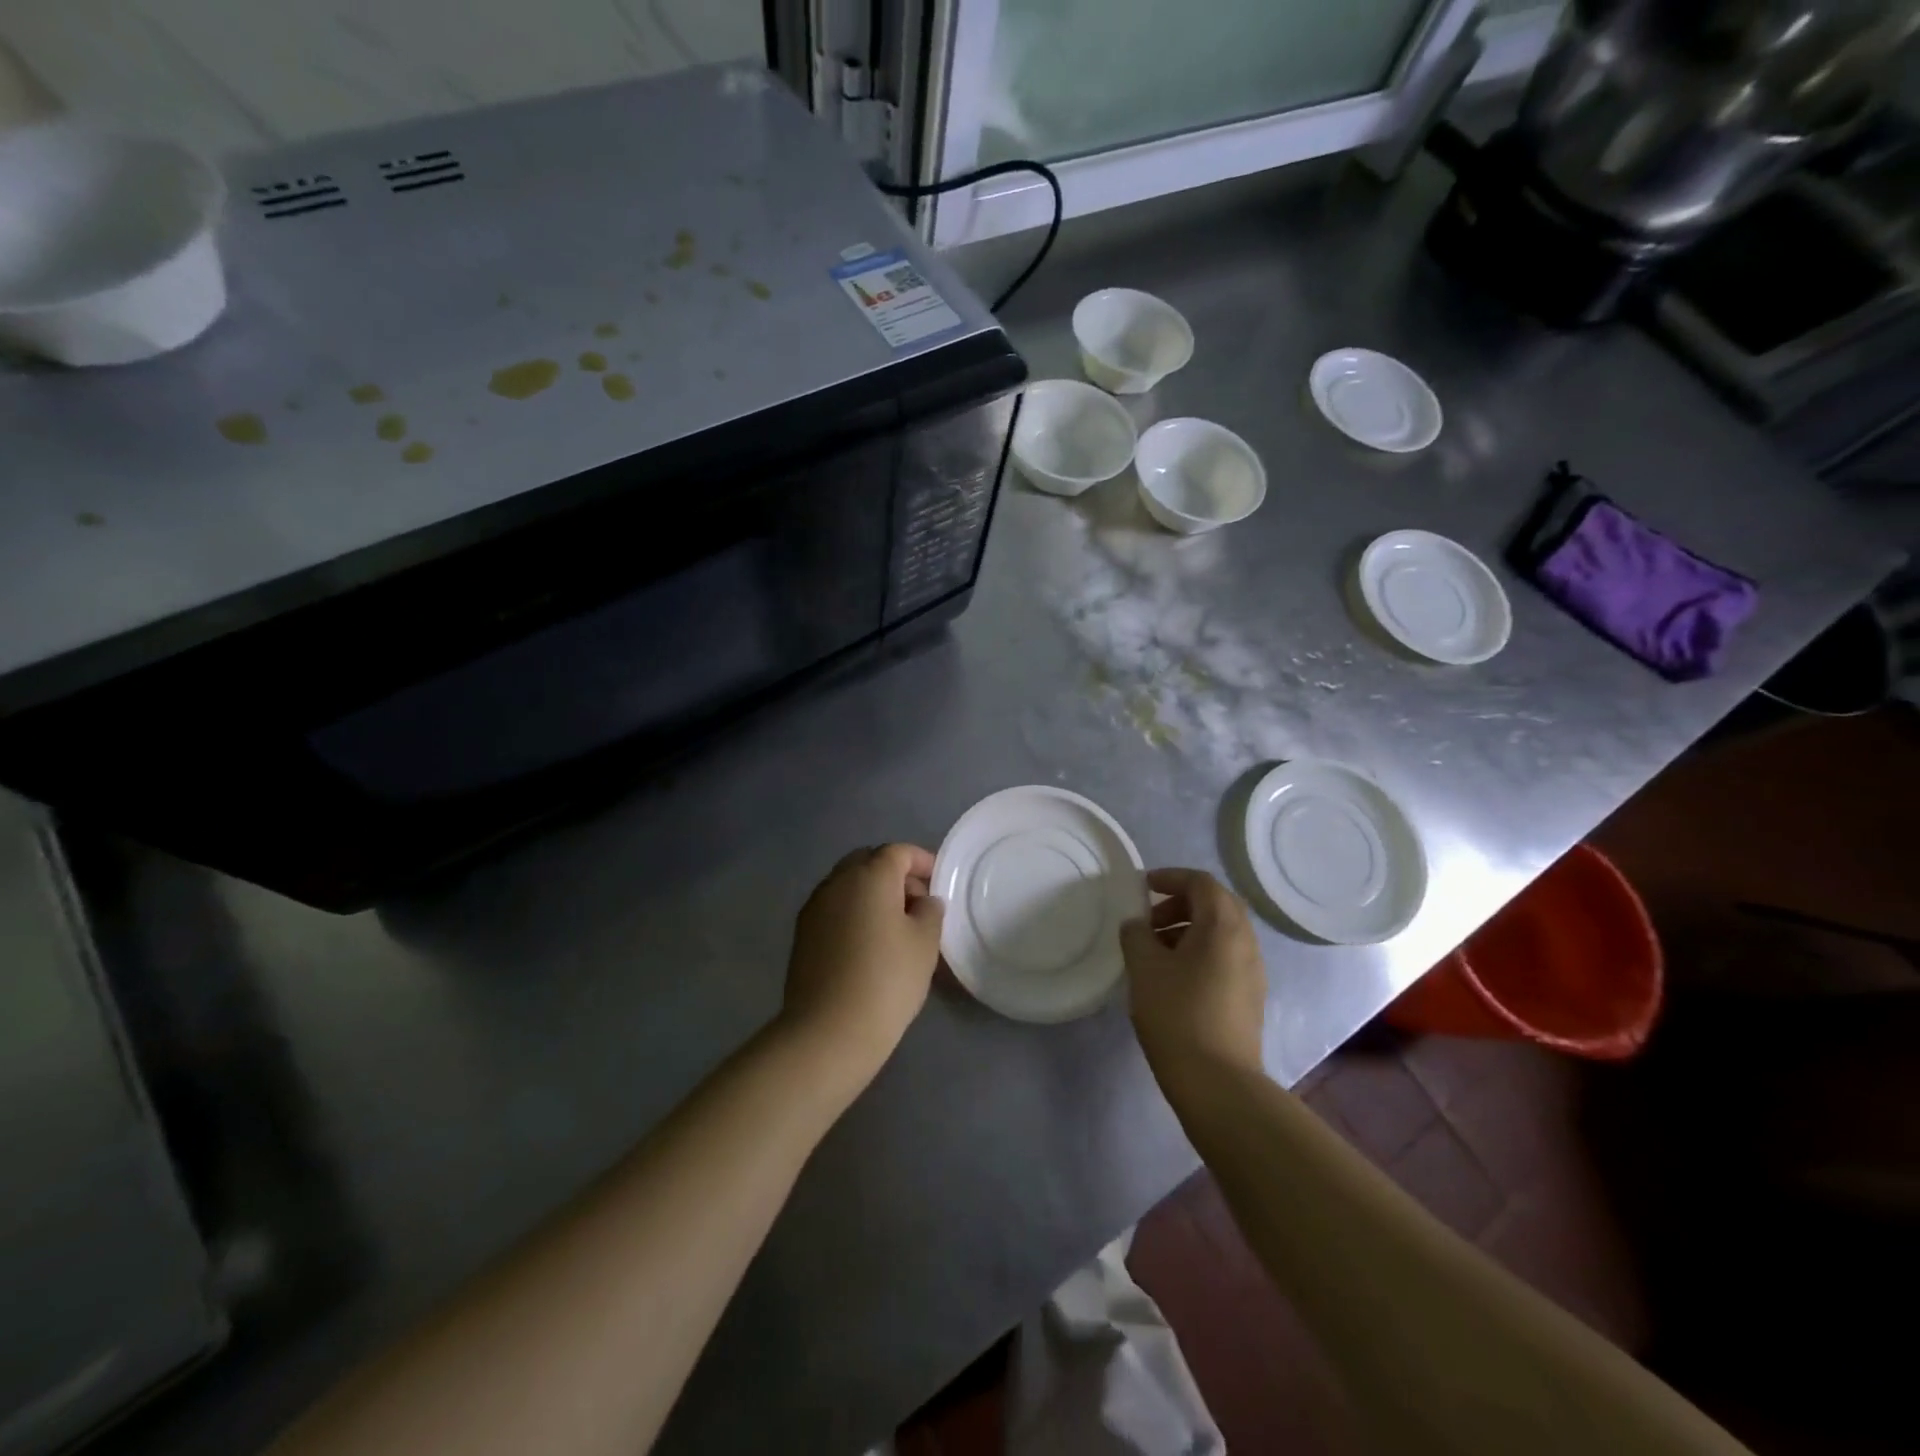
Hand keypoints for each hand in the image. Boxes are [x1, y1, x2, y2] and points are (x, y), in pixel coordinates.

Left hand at [781, 844, 944, 1072]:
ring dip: (871, 893)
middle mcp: (837, 882)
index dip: (921, 861)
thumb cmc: (887, 980)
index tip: (938, 880)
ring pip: (847, 884)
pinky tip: (867, 942)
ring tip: (894, 925)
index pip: (898, 852)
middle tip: (917, 902)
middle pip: (868, 862)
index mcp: (869, 876)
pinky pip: (834, 908)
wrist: (829, 1031)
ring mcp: (815, 907)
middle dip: (894, 874)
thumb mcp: (925, 943)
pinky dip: (853, 912)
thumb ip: (930, 911)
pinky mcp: (802, 933)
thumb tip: (923, 901)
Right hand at [1121, 868, 1266, 1085]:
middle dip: (1180, 904)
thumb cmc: (1177, 1015)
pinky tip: (1173, 977)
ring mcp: (1252, 971)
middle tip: (1149, 920)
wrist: (1218, 1083)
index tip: (1143, 886)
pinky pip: (1225, 956)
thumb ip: (1136, 935)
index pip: (1201, 882)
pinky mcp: (1250, 996)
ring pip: (1221, 932)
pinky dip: (1199, 952)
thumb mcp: (1144, 968)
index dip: (1171, 877)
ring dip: (1188, 929)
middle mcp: (1246, 941)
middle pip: (1216, 904)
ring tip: (1154, 951)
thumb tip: (1137, 925)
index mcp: (1223, 926)